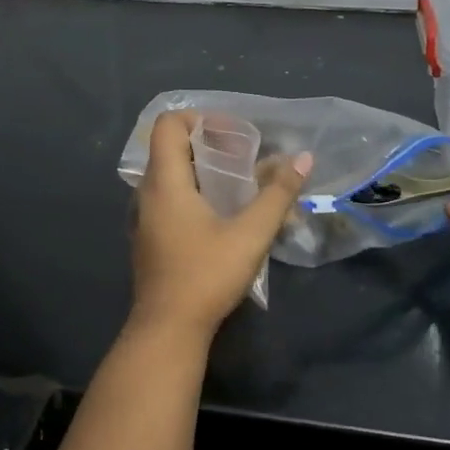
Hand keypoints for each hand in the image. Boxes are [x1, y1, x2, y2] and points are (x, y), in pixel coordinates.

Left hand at [129, 112, 312, 336]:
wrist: (167, 330)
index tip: (234, 134)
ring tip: (240, 184)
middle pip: (171, 148)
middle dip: (209, 144)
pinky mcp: (150, 238)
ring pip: (171, 175)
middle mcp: (148, 193)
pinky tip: (223, 216)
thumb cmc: (206, 276)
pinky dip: (194, 193)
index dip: (200, 119)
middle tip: (245, 157)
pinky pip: (169, 199)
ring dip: (203, 170)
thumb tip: (304, 158)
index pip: (168, 124)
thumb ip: (278, 194)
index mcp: (165, 182)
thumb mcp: (250, 234)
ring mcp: (145, 217)